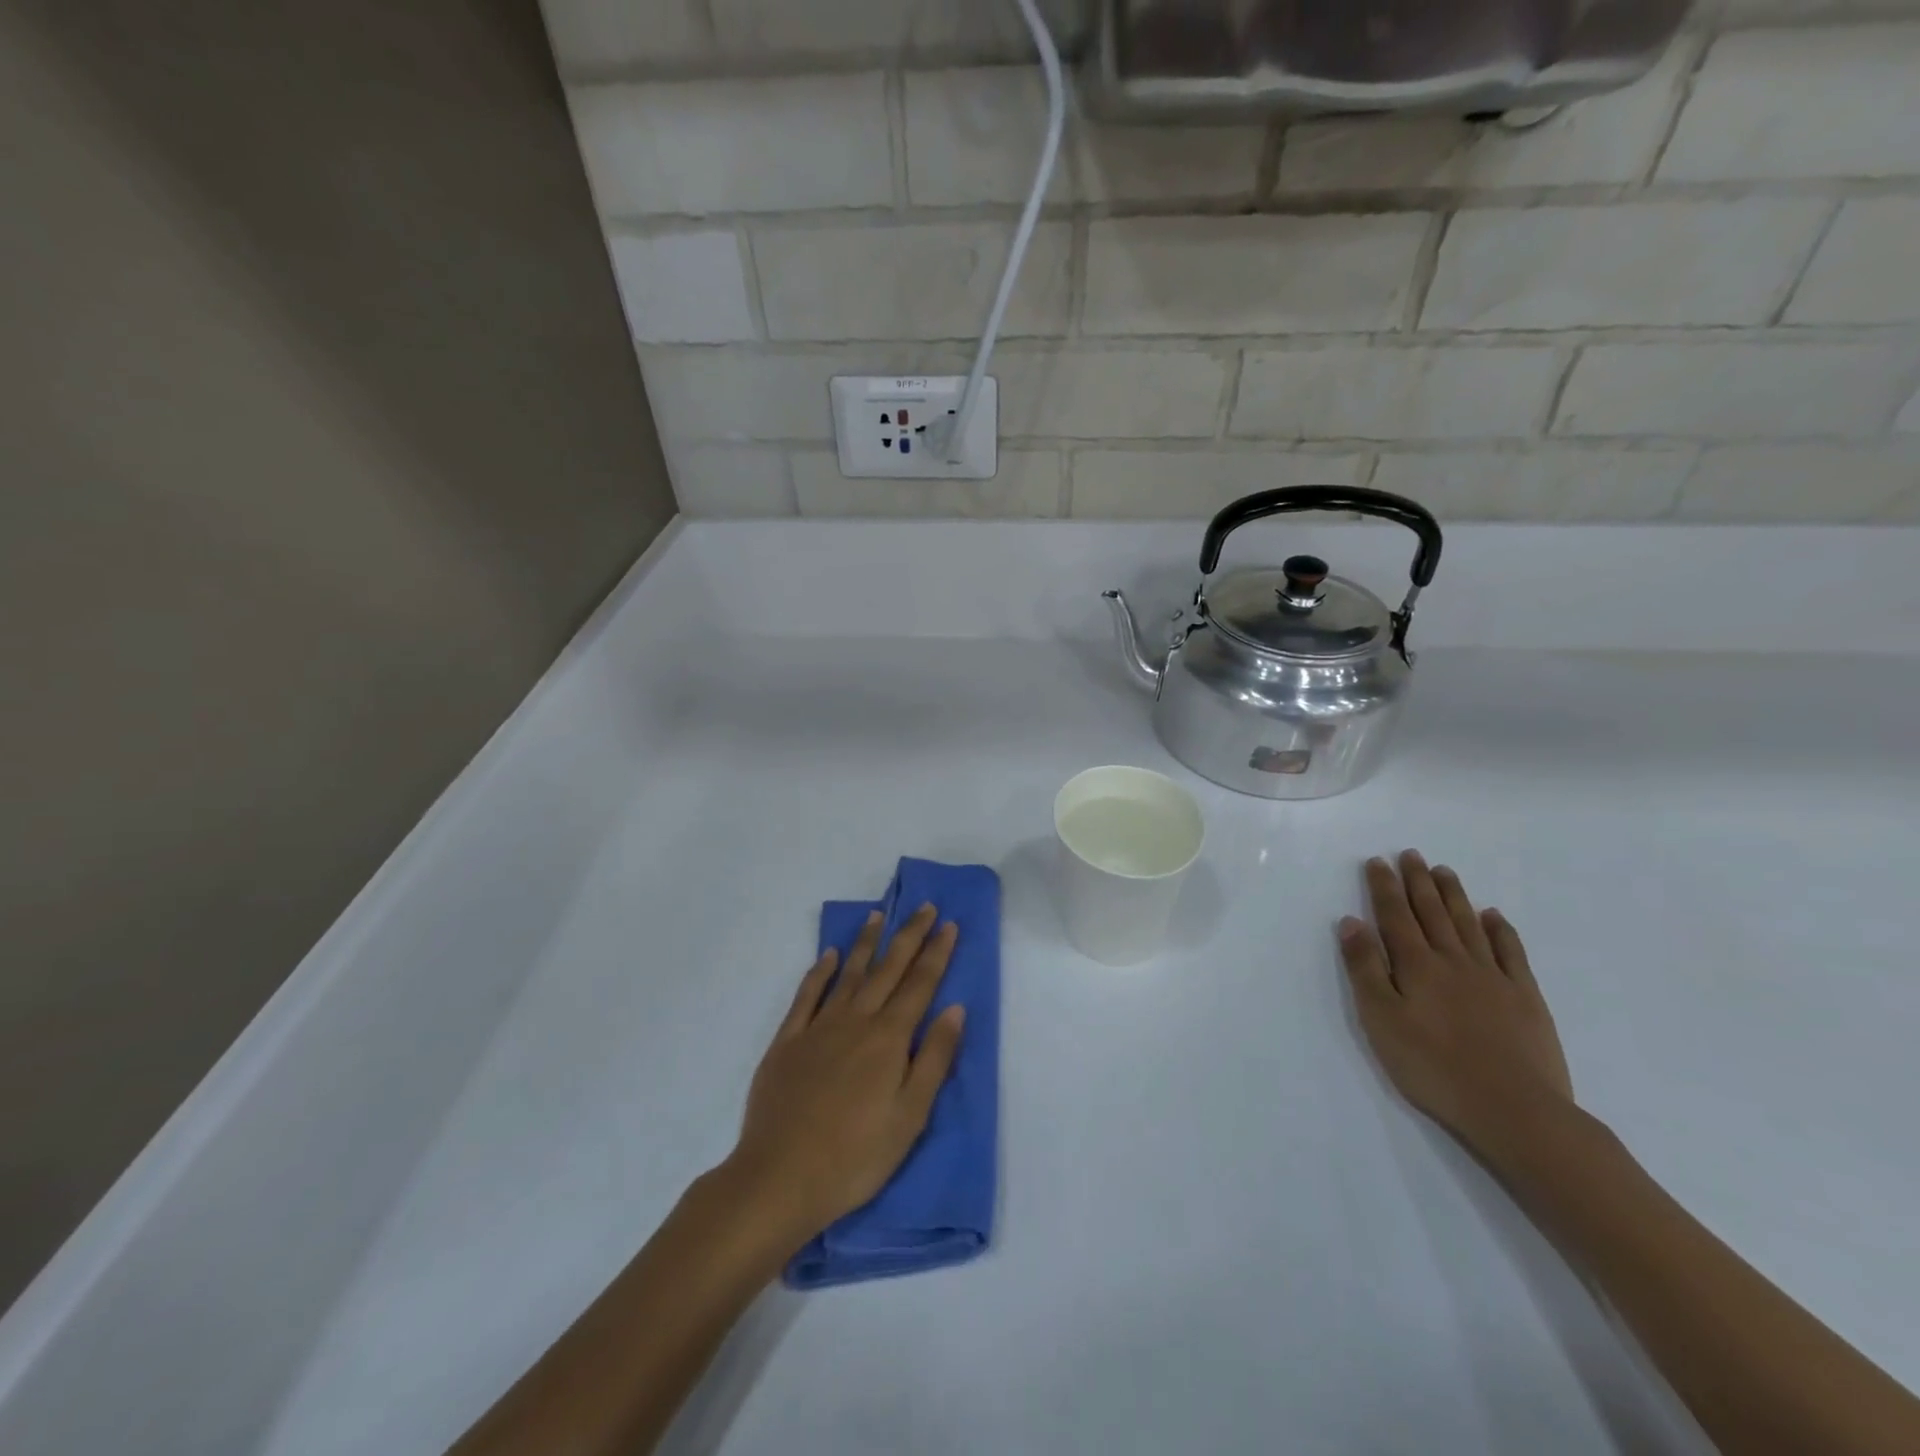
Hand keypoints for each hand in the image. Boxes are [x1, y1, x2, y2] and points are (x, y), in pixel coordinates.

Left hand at [724, 905, 964, 1254]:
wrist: (780, 1177)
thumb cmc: (856, 1156)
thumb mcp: (910, 1115)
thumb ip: (935, 1058)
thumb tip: (954, 1008)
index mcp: (889, 1038)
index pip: (920, 985)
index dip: (936, 952)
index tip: (948, 924)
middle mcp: (856, 1020)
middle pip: (888, 969)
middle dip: (909, 935)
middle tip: (923, 906)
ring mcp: (818, 1027)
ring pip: (848, 973)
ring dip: (866, 943)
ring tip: (877, 915)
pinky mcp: (787, 1041)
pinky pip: (807, 995)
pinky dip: (820, 972)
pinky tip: (828, 956)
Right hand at [1339, 852, 1573, 1156]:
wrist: (1514, 1109)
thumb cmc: (1433, 1067)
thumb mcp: (1381, 1019)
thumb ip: (1365, 968)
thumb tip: (1352, 922)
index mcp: (1415, 965)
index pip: (1395, 915)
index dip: (1384, 887)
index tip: (1376, 861)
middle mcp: (1453, 960)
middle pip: (1432, 912)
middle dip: (1417, 881)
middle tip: (1410, 854)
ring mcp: (1493, 976)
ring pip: (1468, 923)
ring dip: (1453, 895)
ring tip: (1443, 871)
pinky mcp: (1525, 997)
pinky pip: (1510, 951)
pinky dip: (1499, 929)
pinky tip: (1492, 915)